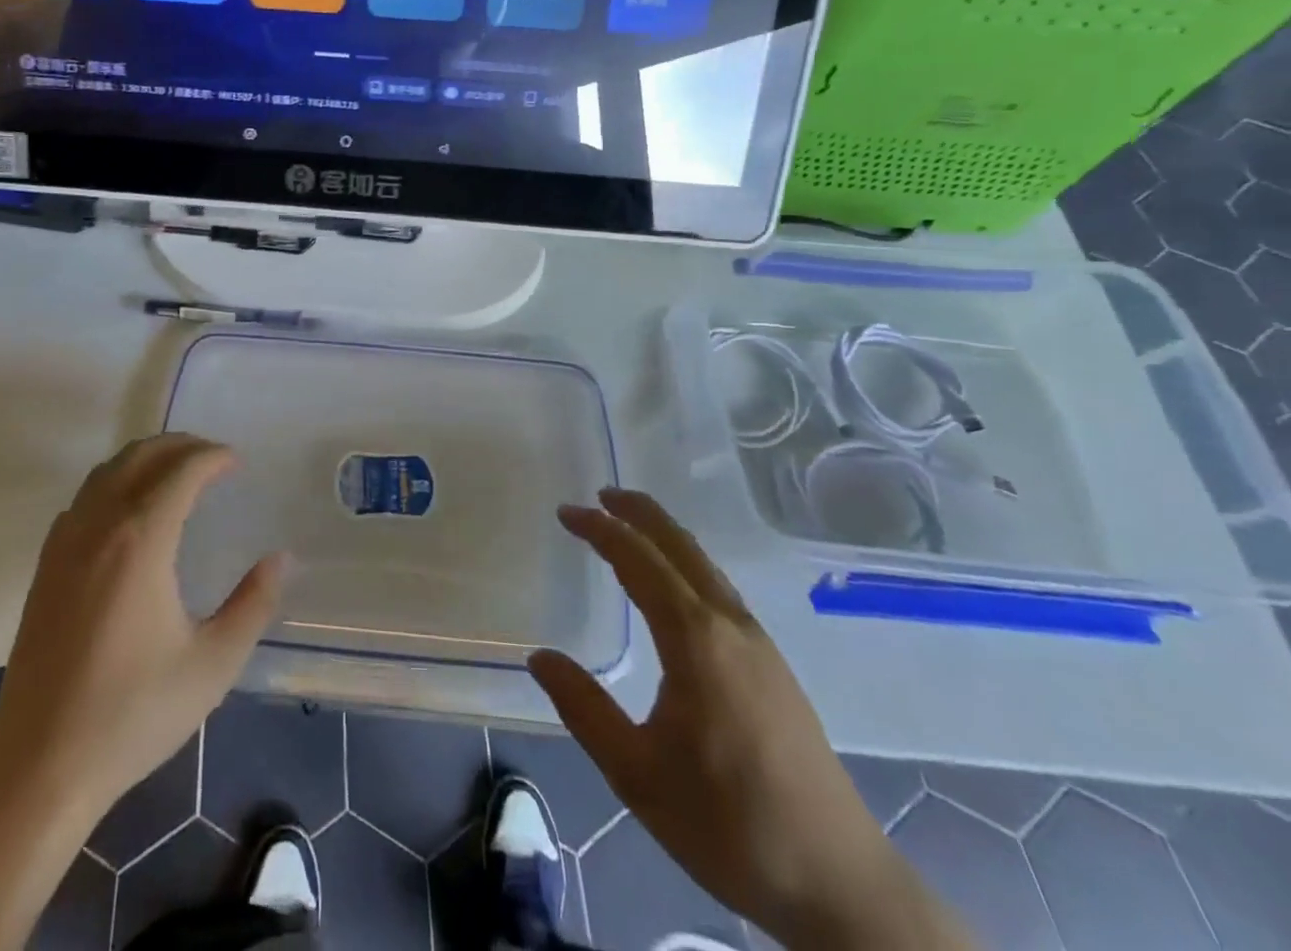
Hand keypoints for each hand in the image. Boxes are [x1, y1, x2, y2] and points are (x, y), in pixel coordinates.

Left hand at [0, 435, 281, 950]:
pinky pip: (83, 499)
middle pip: (140, 457)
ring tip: (176, 473)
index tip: (237, 462)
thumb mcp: (212, 664)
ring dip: (144, 459)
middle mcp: (99, 527)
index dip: (212, 457)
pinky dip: (113, 483)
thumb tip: (280, 559)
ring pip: (106, 472)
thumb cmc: (134, 714)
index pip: (180, 471)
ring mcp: (64, 545)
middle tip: (213, 459)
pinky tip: (128, 512)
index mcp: (140, 541)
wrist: (41, 767)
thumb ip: (253, 605)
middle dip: (180, 446)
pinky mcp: (45, 568)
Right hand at [530, 488, 973, 949]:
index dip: (600, 530)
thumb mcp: (637, 774)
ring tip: (631, 525)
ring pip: (705, 566)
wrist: (841, 886)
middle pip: (680, 546)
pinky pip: (719, 589)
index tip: (566, 512)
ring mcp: (760, 644)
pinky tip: (677, 584)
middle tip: (601, 494)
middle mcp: (730, 625)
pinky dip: (687, 563)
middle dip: (640, 513)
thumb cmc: (730, 826)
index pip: (638, 560)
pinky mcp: (774, 667)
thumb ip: (583, 708)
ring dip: (665, 535)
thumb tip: (539, 656)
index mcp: (695, 639)